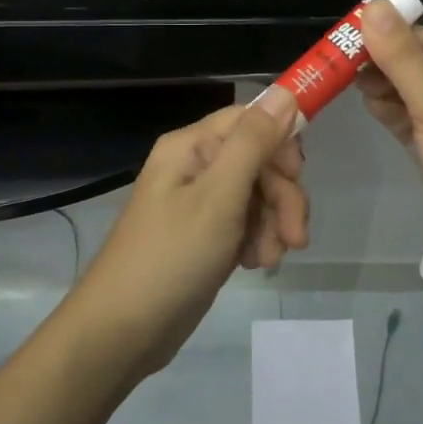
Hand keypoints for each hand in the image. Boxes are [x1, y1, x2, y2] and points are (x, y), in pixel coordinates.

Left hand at [73, 88, 307, 375]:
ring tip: (269, 259)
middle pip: (260, 160)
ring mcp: (200, 202)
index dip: (282, 142)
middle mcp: (196, 165)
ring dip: (274, 223)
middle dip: (283, 196)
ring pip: (259, 194)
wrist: (122, 332)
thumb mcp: (219, 196)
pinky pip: (246, 222)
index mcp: (192, 146)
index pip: (251, 119)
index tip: (299, 175)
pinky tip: (254, 264)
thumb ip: (254, 142)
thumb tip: (285, 91)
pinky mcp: (205, 234)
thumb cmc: (170, 258)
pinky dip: (258, 240)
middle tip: (295, 237)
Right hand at [355, 1, 422, 278]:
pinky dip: (391, 112)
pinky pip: (412, 121)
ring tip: (346, 81)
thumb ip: (403, 60)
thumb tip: (373, 6)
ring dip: (384, 87)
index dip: (390, 34)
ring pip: (413, 95)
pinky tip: (367, 104)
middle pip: (421, 67)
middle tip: (338, 60)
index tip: (346, 31)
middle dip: (383, 62)